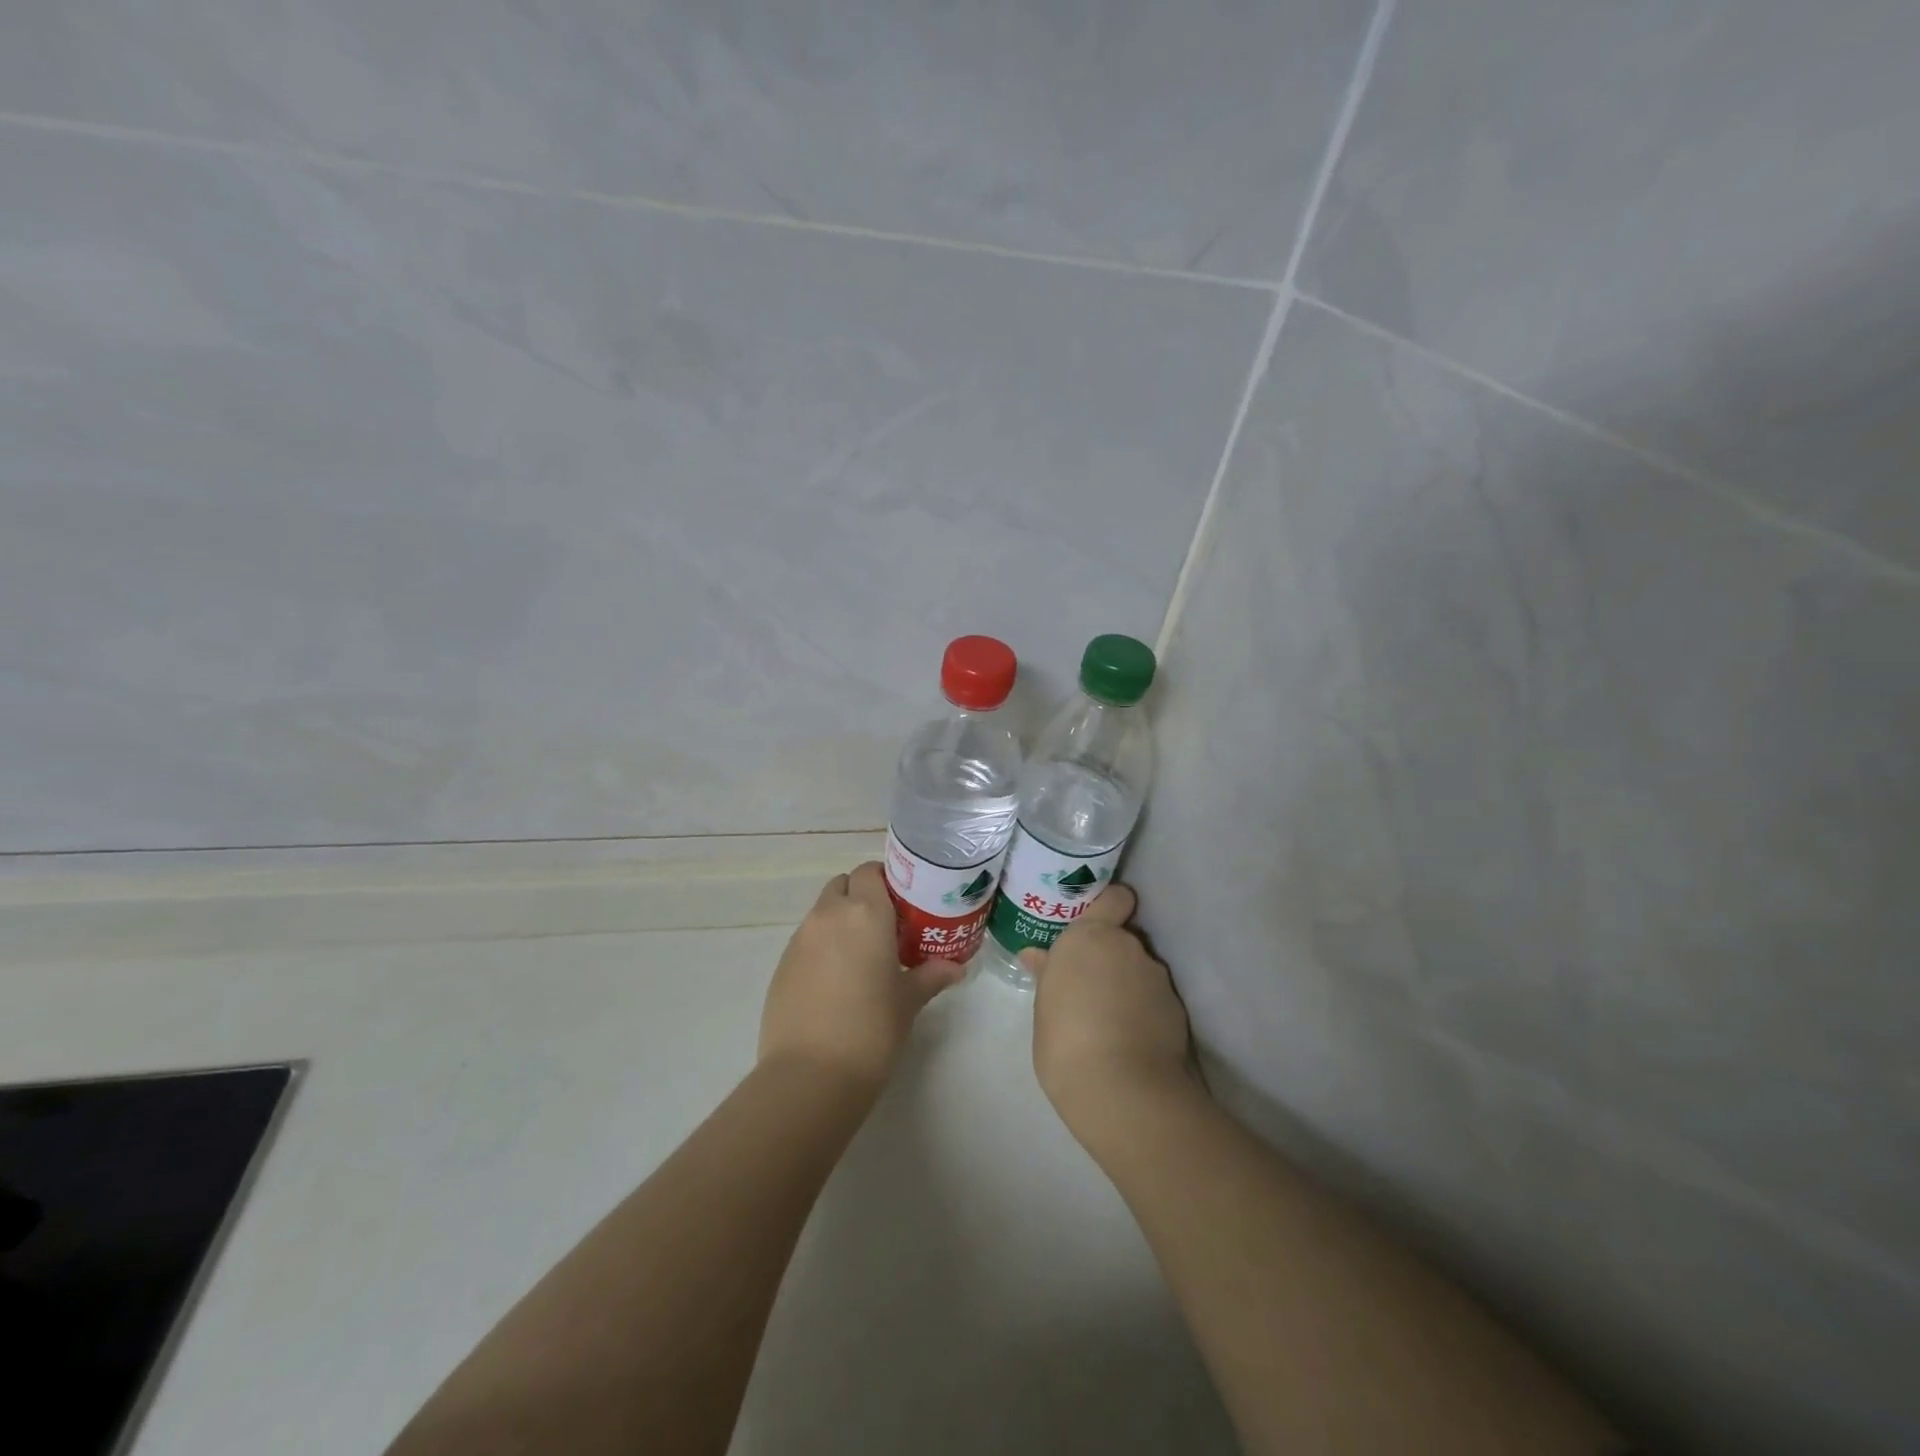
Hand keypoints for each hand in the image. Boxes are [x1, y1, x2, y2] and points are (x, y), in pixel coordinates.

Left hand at [759, 861, 963, 1094]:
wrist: (810, 1075)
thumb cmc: (872, 1029)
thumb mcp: (908, 1001)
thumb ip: (931, 975)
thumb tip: (957, 968)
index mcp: (865, 913)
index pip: (870, 871)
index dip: (885, 881)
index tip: (903, 904)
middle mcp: (829, 915)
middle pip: (843, 886)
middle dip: (861, 897)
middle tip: (885, 928)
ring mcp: (800, 939)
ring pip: (822, 913)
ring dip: (841, 922)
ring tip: (862, 957)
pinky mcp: (782, 965)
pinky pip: (806, 941)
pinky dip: (822, 948)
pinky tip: (836, 983)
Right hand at [1024, 884, 1198, 1145]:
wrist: (1122, 1090)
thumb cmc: (1065, 1041)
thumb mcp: (1044, 1007)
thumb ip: (1048, 975)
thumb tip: (1037, 956)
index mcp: (1090, 936)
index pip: (1115, 898)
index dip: (1111, 907)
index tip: (1097, 924)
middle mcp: (1127, 946)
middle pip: (1124, 939)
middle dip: (1111, 957)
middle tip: (1089, 987)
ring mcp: (1156, 977)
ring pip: (1140, 970)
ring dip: (1128, 985)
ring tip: (1109, 1021)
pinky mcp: (1177, 1008)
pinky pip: (1155, 999)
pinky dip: (1145, 1010)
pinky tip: (1130, 1039)